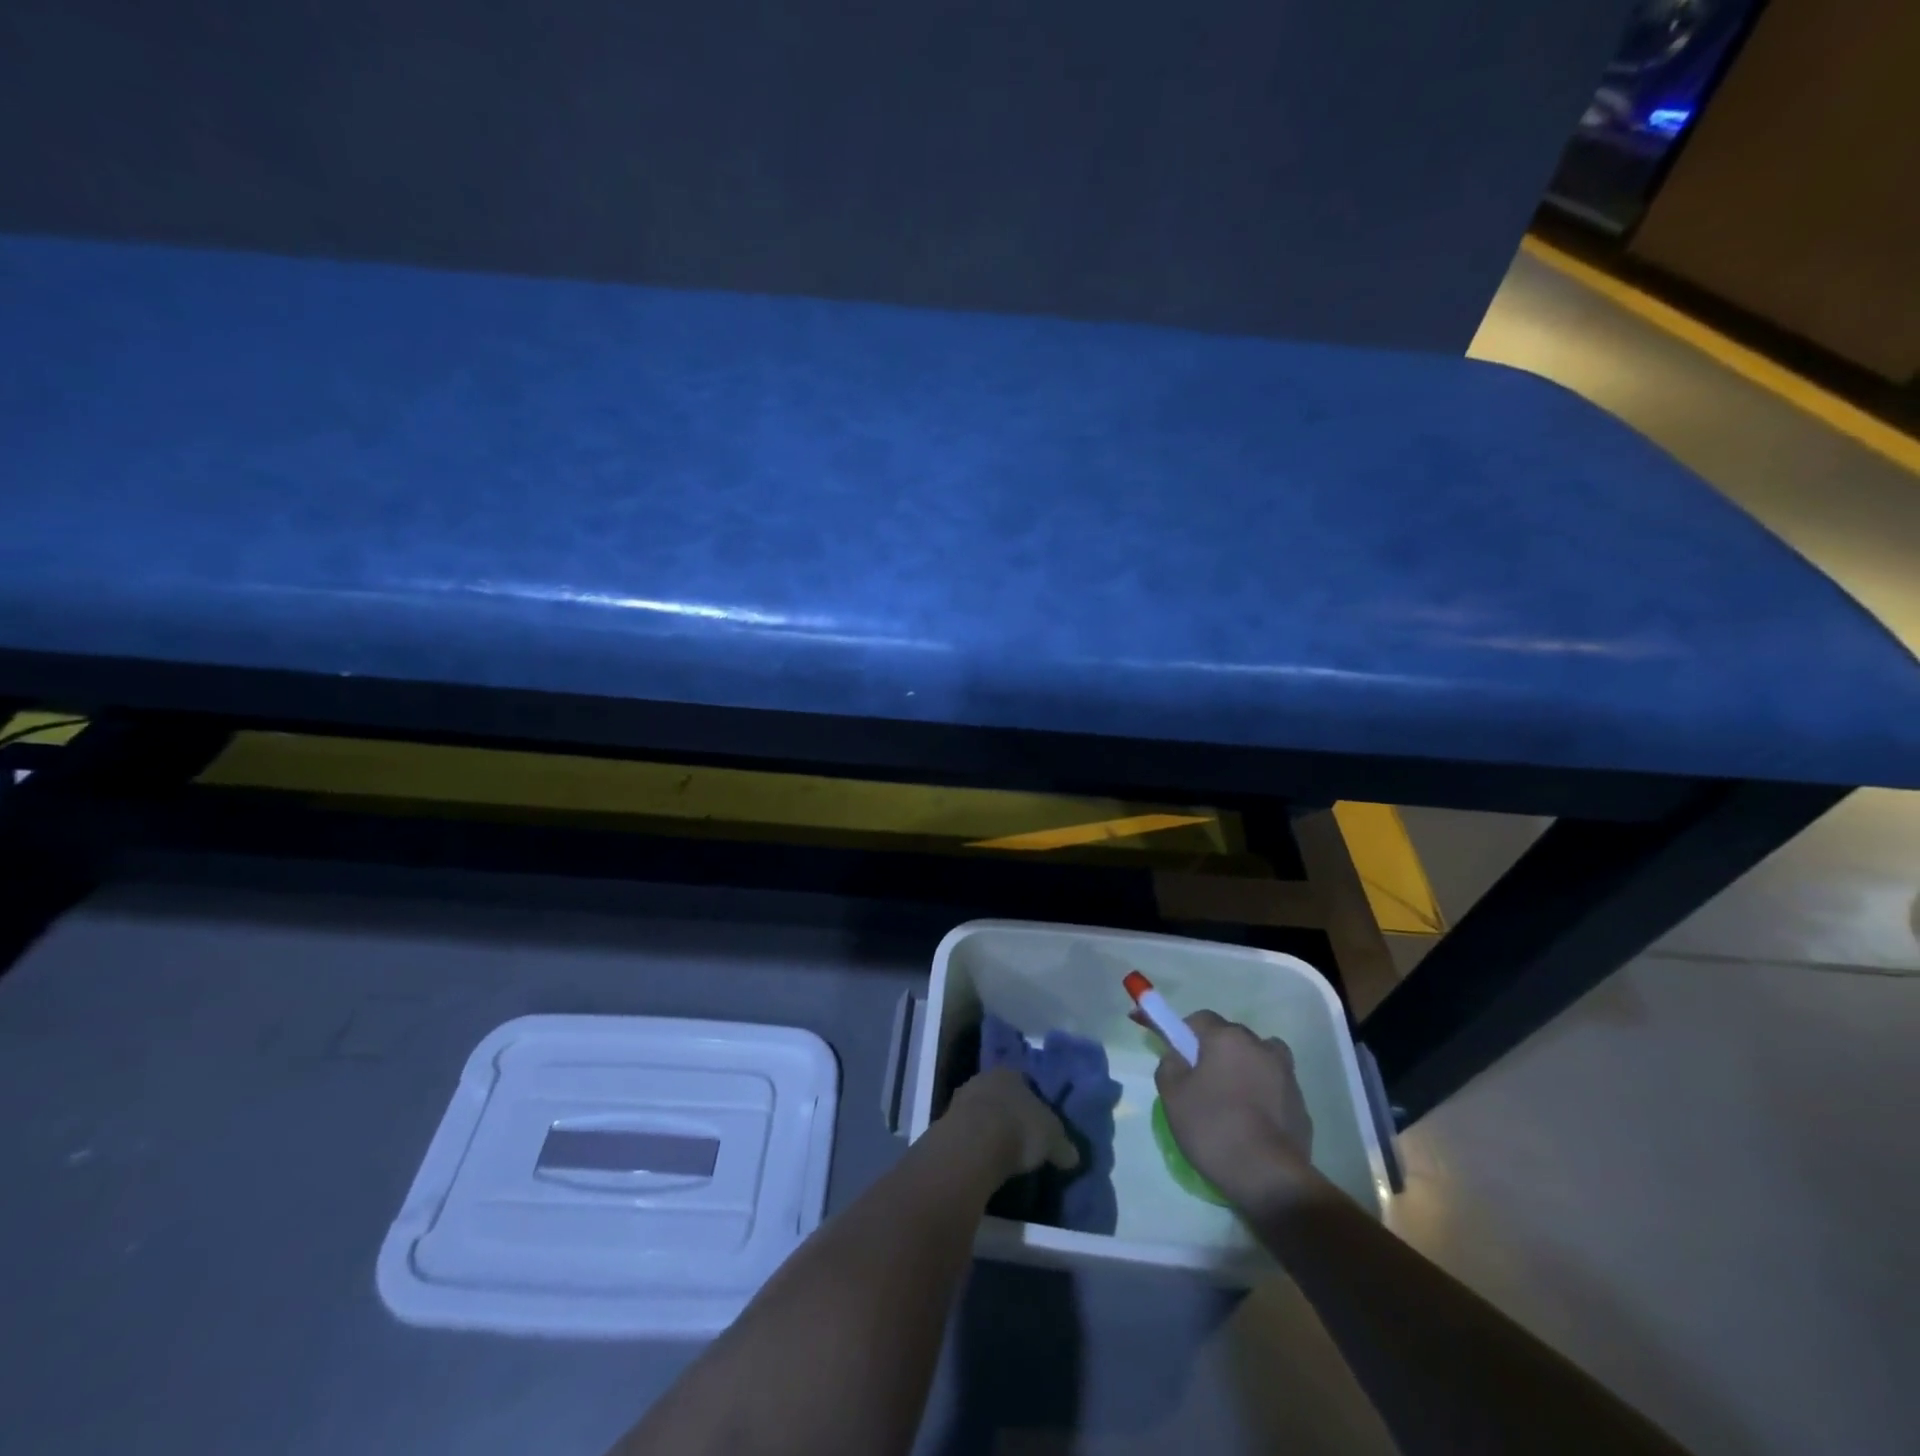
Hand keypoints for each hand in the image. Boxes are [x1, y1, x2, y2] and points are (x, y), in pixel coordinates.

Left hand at [944, 1066, 1079, 1176]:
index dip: (1034, 1101)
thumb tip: (1073, 1156)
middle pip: (1000, 1095)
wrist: (973, 1144)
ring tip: (1001, 1152)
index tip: (1039, 1122)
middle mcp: (984, 1078)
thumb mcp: (1052, 1140)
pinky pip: (966, 1132)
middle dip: (1009, 1113)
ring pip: (981, 1111)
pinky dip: (975, 1144)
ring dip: (989, 1128)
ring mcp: (961, 1099)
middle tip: (1020, 1137)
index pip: (1025, 1082)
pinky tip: (982, 1160)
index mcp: (1011, 1073)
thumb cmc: (1019, 1129)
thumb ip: (1063, 1146)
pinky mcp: (945, 1123)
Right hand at [1154, 1011, 1315, 1208]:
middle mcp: (1261, 1046)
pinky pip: (1274, 1088)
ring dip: (1244, 1069)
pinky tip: (1251, 1123)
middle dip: (1214, 1051)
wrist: (1269, 1178)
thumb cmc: (1213, 1127)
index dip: (1182, 1033)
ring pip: (1258, 1059)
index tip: (1174, 1054)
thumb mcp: (1172, 1095)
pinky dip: (1262, 1095)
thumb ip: (1169, 1065)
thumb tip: (1177, 1056)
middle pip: (1231, 1037)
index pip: (1199, 1019)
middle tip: (1198, 1082)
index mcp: (1227, 1038)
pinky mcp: (1301, 1104)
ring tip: (1230, 1100)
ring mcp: (1286, 1075)